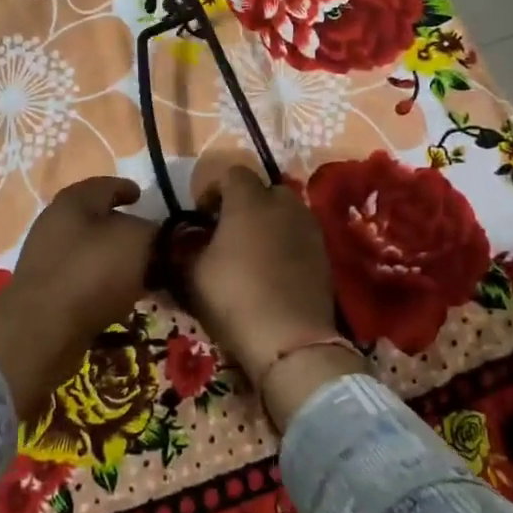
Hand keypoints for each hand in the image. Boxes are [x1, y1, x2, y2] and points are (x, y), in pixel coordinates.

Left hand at [0, 177, 155, 418]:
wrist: (43, 329)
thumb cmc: (91, 271)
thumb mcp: (137, 241)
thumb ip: (153, 231)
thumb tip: (156, 236)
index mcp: (73, 201)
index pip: (105, 185)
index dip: (127, 189)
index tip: (143, 196)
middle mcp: (54, 224)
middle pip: (96, 220)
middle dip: (124, 228)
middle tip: (152, 241)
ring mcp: (47, 260)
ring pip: (91, 252)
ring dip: (116, 260)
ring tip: (145, 274)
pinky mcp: (46, 293)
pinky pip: (84, 280)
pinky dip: (105, 285)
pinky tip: (124, 298)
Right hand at [187, 166, 339, 379]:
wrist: (290, 339)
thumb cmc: (234, 297)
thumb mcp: (193, 273)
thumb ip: (188, 246)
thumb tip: (189, 238)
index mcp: (248, 200)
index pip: (231, 173)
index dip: (213, 189)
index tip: (202, 215)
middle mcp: (284, 204)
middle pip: (264, 189)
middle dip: (246, 204)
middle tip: (229, 231)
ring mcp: (309, 227)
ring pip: (286, 212)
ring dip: (269, 223)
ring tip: (253, 251)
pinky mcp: (325, 253)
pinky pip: (300, 235)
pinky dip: (287, 243)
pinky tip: (275, 270)